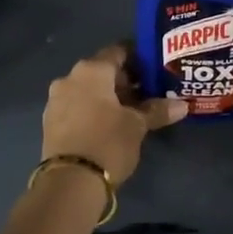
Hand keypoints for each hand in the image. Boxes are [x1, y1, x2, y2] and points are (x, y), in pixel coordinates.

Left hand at [42, 44, 185, 184]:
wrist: (70, 182)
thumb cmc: (107, 142)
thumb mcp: (137, 126)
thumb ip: (157, 110)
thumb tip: (182, 105)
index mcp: (91, 70)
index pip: (118, 52)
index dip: (138, 58)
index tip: (154, 69)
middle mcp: (69, 78)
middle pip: (102, 71)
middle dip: (124, 81)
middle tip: (147, 93)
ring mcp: (56, 100)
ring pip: (88, 90)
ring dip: (107, 97)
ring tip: (130, 112)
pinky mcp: (50, 122)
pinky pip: (76, 106)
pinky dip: (92, 110)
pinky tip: (108, 125)